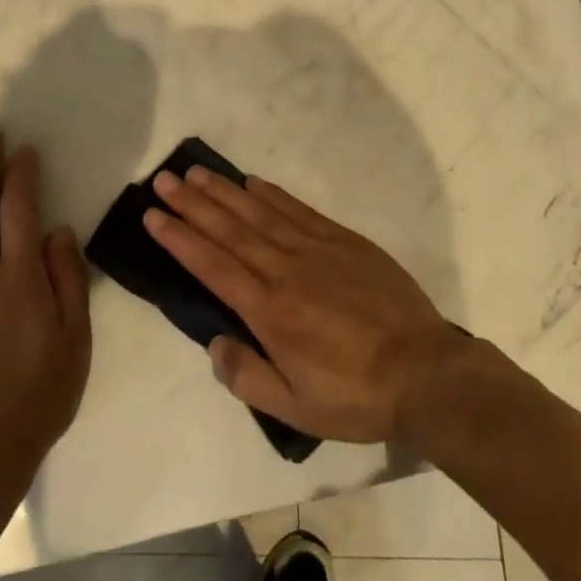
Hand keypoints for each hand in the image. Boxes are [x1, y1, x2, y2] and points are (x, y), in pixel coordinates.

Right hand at [143, 167, 475, 444]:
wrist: (426, 373)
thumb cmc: (356, 395)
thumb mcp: (296, 408)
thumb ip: (247, 376)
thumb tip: (215, 342)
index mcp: (269, 311)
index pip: (212, 265)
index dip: (179, 238)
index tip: (153, 215)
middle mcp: (285, 270)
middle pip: (229, 229)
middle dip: (192, 203)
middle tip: (163, 179)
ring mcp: (315, 250)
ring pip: (259, 213)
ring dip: (224, 191)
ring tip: (196, 172)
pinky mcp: (343, 241)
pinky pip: (298, 210)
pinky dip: (272, 194)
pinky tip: (252, 182)